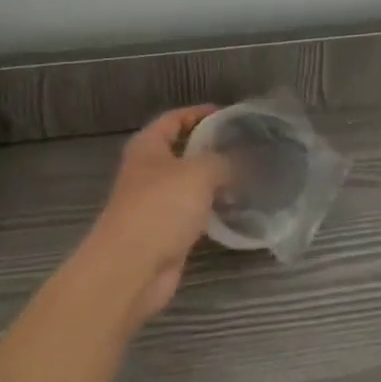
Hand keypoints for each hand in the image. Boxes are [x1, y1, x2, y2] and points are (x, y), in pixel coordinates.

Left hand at [80, 106, 232, 325]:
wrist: (131, 268)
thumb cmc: (160, 207)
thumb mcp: (199, 173)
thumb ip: (223, 161)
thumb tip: (242, 161)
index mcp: (148, 147)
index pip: (174, 119)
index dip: (199, 113)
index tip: (228, 115)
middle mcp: (148, 171)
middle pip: (182, 151)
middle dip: (211, 148)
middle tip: (245, 146)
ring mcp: (155, 204)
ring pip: (190, 184)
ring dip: (215, 181)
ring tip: (250, 175)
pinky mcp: (165, 232)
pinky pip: (193, 212)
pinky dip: (212, 209)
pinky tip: (237, 208)